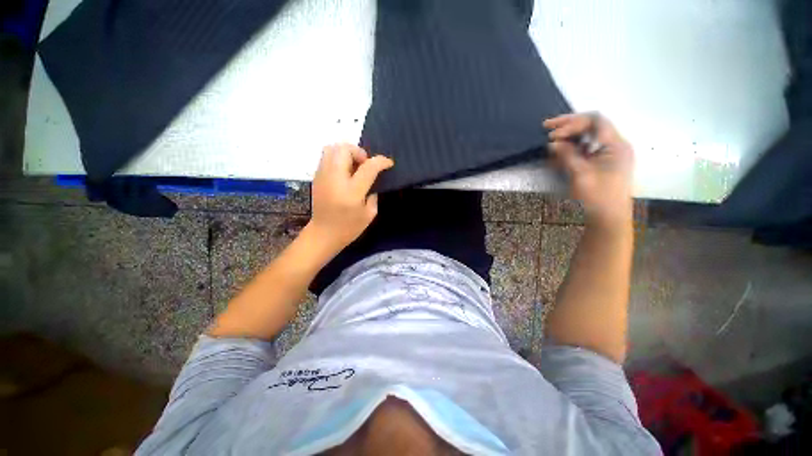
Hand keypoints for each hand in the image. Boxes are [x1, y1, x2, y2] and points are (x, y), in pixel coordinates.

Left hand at [308, 143, 393, 253]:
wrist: (323, 234)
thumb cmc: (349, 228)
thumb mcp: (369, 214)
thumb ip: (373, 193)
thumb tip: (372, 180)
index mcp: (352, 192)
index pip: (368, 167)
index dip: (381, 161)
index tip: (388, 163)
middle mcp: (335, 179)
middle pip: (345, 149)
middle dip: (359, 152)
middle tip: (365, 164)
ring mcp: (323, 176)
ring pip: (332, 148)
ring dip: (347, 152)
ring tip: (354, 165)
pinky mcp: (316, 177)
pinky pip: (327, 157)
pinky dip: (338, 158)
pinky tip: (344, 172)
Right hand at [544, 113, 633, 228]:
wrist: (607, 220)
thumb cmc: (597, 197)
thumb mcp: (580, 174)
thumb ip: (567, 155)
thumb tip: (553, 142)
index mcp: (615, 145)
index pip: (595, 120)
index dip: (572, 122)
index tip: (552, 133)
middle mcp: (613, 146)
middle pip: (591, 126)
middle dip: (568, 126)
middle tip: (546, 128)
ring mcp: (607, 155)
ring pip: (586, 138)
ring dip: (567, 138)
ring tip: (550, 143)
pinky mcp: (600, 165)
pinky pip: (585, 151)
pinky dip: (570, 150)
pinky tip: (557, 155)